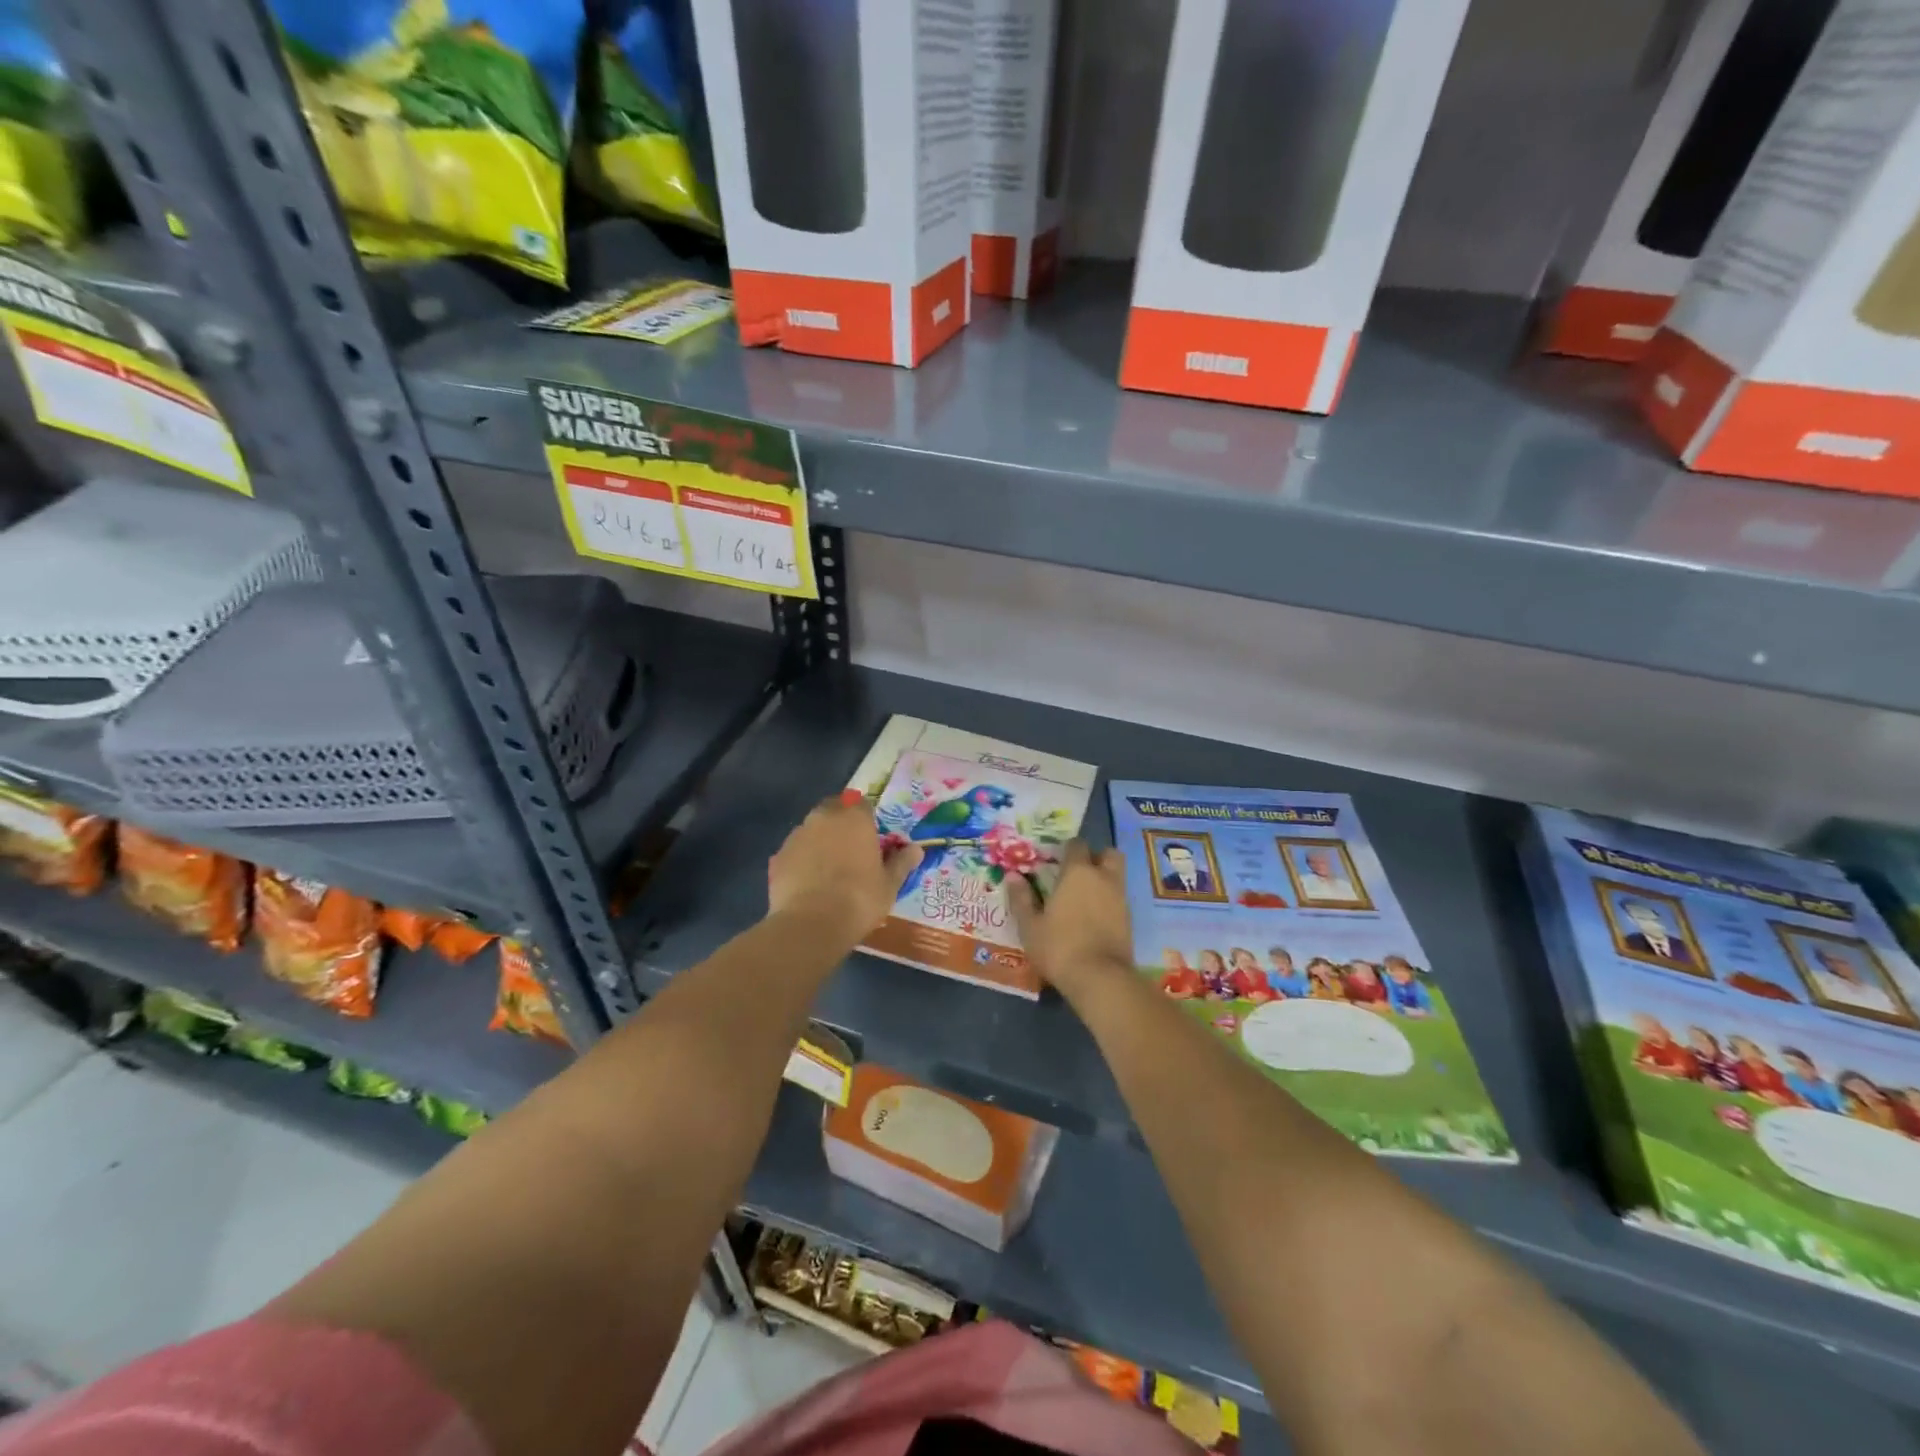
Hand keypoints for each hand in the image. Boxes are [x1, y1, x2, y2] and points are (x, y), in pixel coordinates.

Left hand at [767, 790, 921, 947]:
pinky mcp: (777, 856)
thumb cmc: (859, 899)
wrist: (811, 925)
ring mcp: (797, 835)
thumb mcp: (889, 884)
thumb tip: (917, 849)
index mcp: (854, 818)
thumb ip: (902, 862)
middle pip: (833, 811)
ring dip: (820, 841)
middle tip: (850, 852)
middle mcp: (824, 818)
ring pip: (812, 830)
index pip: (862, 804)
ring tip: (828, 870)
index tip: (871, 840)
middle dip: (841, 825)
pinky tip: (808, 884)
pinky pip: (795, 852)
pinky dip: (802, 860)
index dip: (867, 820)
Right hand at [1007, 840, 1135, 1003]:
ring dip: (1104, 879)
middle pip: (1107, 854)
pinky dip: (1109, 901)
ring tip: (1084, 897)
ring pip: (1116, 875)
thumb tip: (1012, 877)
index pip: (1077, 845)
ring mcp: (1120, 898)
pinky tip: (1093, 917)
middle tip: (1078, 872)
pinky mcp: (1129, 919)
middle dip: (1095, 857)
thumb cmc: (1059, 946)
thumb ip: (1021, 899)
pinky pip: (1119, 898)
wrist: (1101, 978)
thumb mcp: (1030, 926)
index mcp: (1078, 872)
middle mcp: (1103, 878)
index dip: (1067, 849)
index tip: (1056, 860)